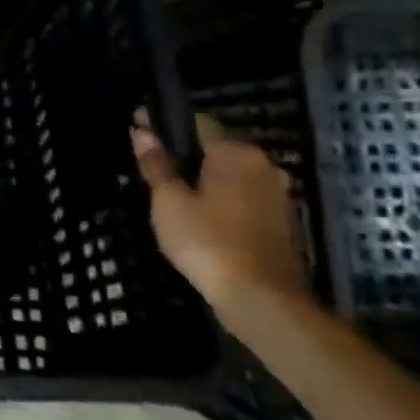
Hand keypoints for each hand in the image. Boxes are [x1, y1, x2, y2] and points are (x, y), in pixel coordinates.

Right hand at [131, 112, 304, 315]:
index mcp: (235, 153)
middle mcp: (262, 164)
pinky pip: (243, 194)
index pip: (196, 121)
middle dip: (184, 150)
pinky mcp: (281, 219)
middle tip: (151, 161)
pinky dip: (220, 196)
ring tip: (172, 189)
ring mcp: (277, 192)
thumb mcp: (169, 201)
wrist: (261, 299)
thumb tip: (141, 132)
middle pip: (216, 146)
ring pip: (230, 172)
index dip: (164, 121)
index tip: (137, 125)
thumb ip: (156, 164)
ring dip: (203, 175)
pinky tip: (199, 212)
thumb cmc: (207, 242)